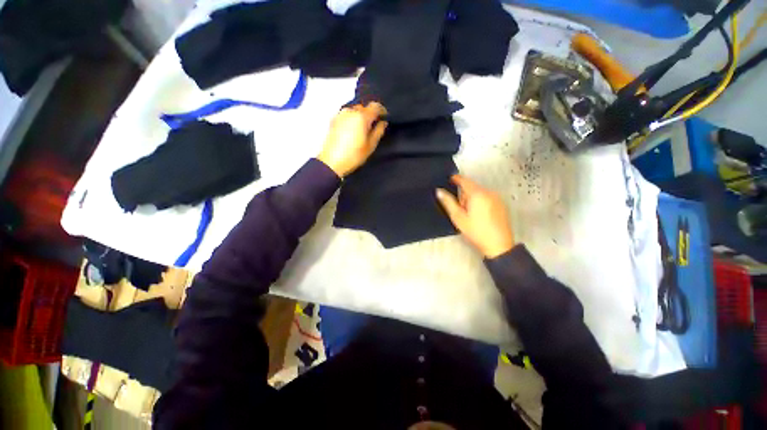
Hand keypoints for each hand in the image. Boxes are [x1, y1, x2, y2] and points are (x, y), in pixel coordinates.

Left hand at [318, 102, 387, 177]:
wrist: (332, 162)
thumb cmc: (353, 155)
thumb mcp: (370, 145)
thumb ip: (378, 131)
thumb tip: (382, 123)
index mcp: (361, 117)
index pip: (375, 106)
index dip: (382, 110)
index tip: (384, 117)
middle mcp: (350, 111)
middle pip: (364, 107)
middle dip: (370, 114)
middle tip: (373, 126)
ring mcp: (340, 114)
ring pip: (355, 110)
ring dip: (360, 117)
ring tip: (362, 130)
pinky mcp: (334, 120)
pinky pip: (347, 115)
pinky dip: (352, 119)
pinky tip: (353, 131)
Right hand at [436, 175, 514, 258]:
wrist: (498, 244)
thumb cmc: (475, 231)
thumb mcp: (458, 217)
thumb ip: (448, 202)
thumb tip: (439, 191)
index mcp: (477, 194)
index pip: (465, 180)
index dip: (456, 178)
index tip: (450, 179)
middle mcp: (489, 192)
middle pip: (472, 187)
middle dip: (465, 195)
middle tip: (461, 209)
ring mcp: (497, 198)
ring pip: (480, 193)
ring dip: (473, 199)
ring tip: (470, 214)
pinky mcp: (502, 204)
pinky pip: (488, 197)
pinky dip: (481, 202)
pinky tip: (480, 215)